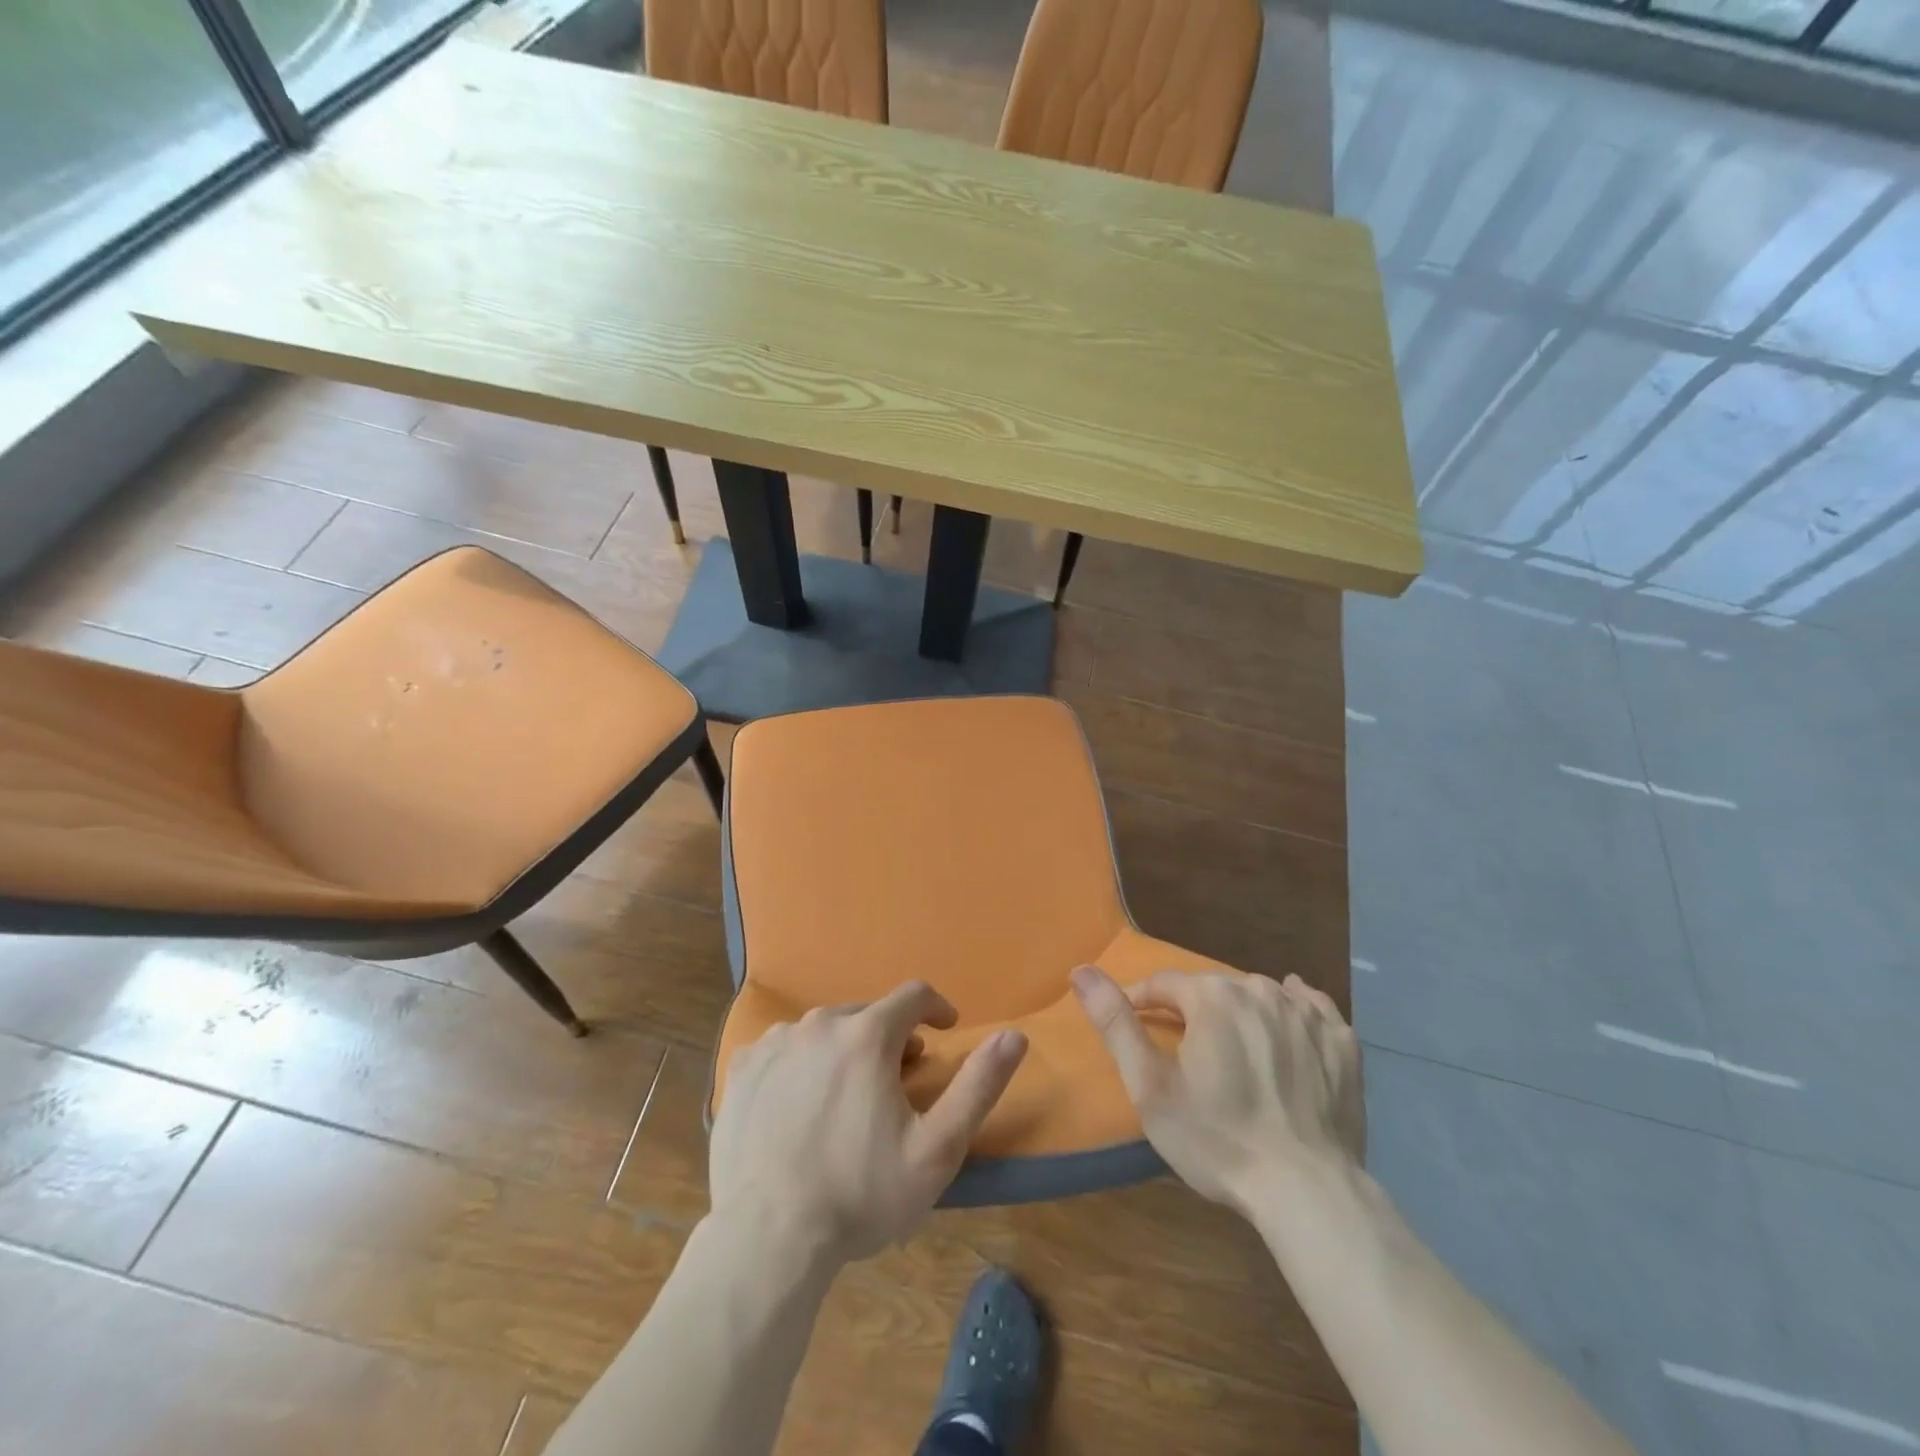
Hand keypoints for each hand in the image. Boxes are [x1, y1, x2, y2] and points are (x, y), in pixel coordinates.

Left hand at [710, 981, 1027, 1263]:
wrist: (766, 1238)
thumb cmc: (860, 1194)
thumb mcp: (937, 1148)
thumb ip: (978, 1085)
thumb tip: (1014, 1035)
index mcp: (867, 1034)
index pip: (913, 995)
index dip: (936, 1008)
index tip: (945, 1029)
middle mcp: (820, 1024)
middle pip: (867, 1014)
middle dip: (890, 1037)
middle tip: (898, 1079)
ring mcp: (775, 1042)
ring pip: (824, 1031)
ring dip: (845, 1049)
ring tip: (848, 1096)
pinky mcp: (743, 1068)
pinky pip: (783, 1049)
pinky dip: (802, 1063)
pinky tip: (800, 1103)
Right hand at [1071, 965, 1363, 1215]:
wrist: (1308, 1192)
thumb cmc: (1217, 1139)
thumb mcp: (1149, 1086)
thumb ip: (1115, 1023)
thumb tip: (1080, 970)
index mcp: (1211, 997)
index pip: (1163, 983)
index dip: (1142, 1000)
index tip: (1133, 1022)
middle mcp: (1258, 990)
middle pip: (1212, 988)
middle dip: (1192, 1010)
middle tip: (1185, 1050)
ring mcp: (1305, 1014)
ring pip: (1259, 994)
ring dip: (1238, 1012)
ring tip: (1232, 1047)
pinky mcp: (1341, 1042)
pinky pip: (1312, 1007)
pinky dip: (1296, 1009)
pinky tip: (1289, 1023)